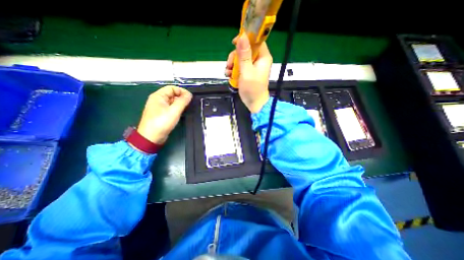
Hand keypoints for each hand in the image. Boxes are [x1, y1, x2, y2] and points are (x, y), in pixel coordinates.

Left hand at [137, 85, 191, 143]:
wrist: (151, 137)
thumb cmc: (161, 122)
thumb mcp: (174, 111)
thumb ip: (182, 101)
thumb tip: (189, 94)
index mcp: (158, 96)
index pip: (172, 88)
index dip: (182, 91)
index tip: (190, 97)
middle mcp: (158, 100)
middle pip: (172, 94)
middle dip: (181, 97)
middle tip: (189, 104)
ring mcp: (159, 108)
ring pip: (172, 102)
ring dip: (180, 104)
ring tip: (186, 109)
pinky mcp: (162, 114)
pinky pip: (171, 108)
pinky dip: (177, 109)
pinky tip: (181, 113)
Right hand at [225, 33, 272, 112]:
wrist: (254, 104)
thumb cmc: (252, 89)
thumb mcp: (247, 72)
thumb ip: (244, 55)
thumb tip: (242, 36)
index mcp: (263, 57)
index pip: (256, 40)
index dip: (246, 39)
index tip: (234, 42)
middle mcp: (258, 60)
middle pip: (245, 49)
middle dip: (235, 56)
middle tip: (229, 65)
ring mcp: (252, 67)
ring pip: (240, 58)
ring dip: (232, 64)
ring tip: (228, 73)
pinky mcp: (247, 73)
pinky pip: (239, 67)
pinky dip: (233, 70)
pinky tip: (229, 76)